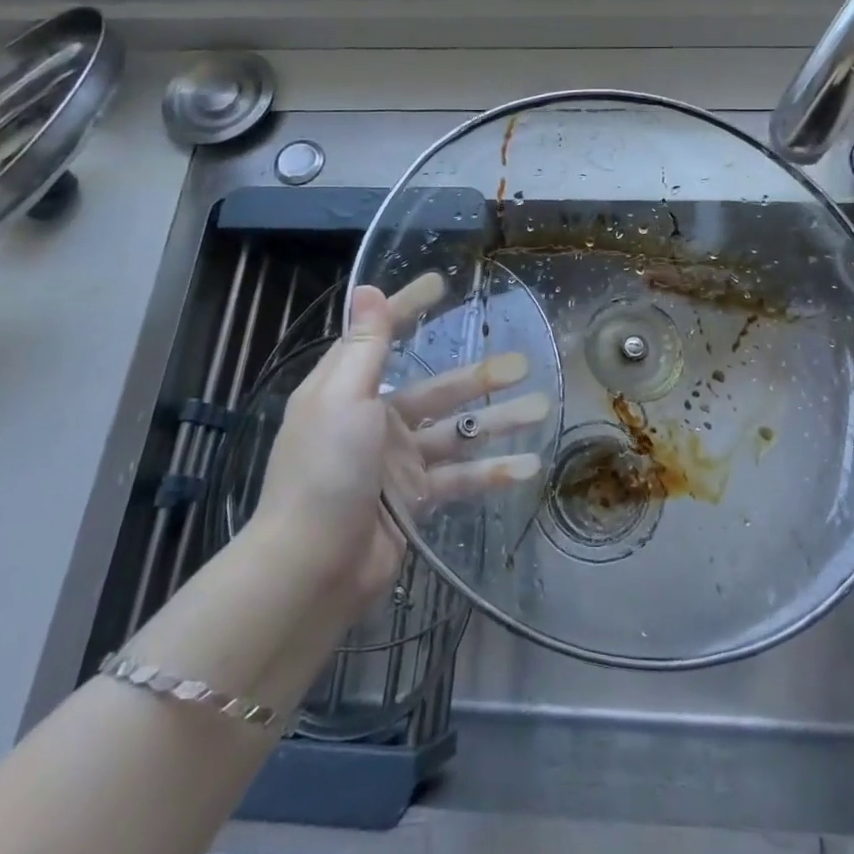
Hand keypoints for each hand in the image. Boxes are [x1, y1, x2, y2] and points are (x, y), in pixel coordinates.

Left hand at [251, 279, 546, 617]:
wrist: (311, 569)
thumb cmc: (325, 471)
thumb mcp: (344, 398)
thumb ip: (365, 346)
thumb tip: (367, 288)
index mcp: (348, 391)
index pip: (382, 337)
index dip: (409, 309)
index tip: (440, 284)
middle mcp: (374, 421)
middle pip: (437, 389)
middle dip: (480, 377)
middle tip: (525, 362)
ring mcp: (397, 462)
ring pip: (457, 433)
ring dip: (499, 422)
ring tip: (542, 408)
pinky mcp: (414, 500)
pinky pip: (460, 478)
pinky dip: (492, 473)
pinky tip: (529, 466)